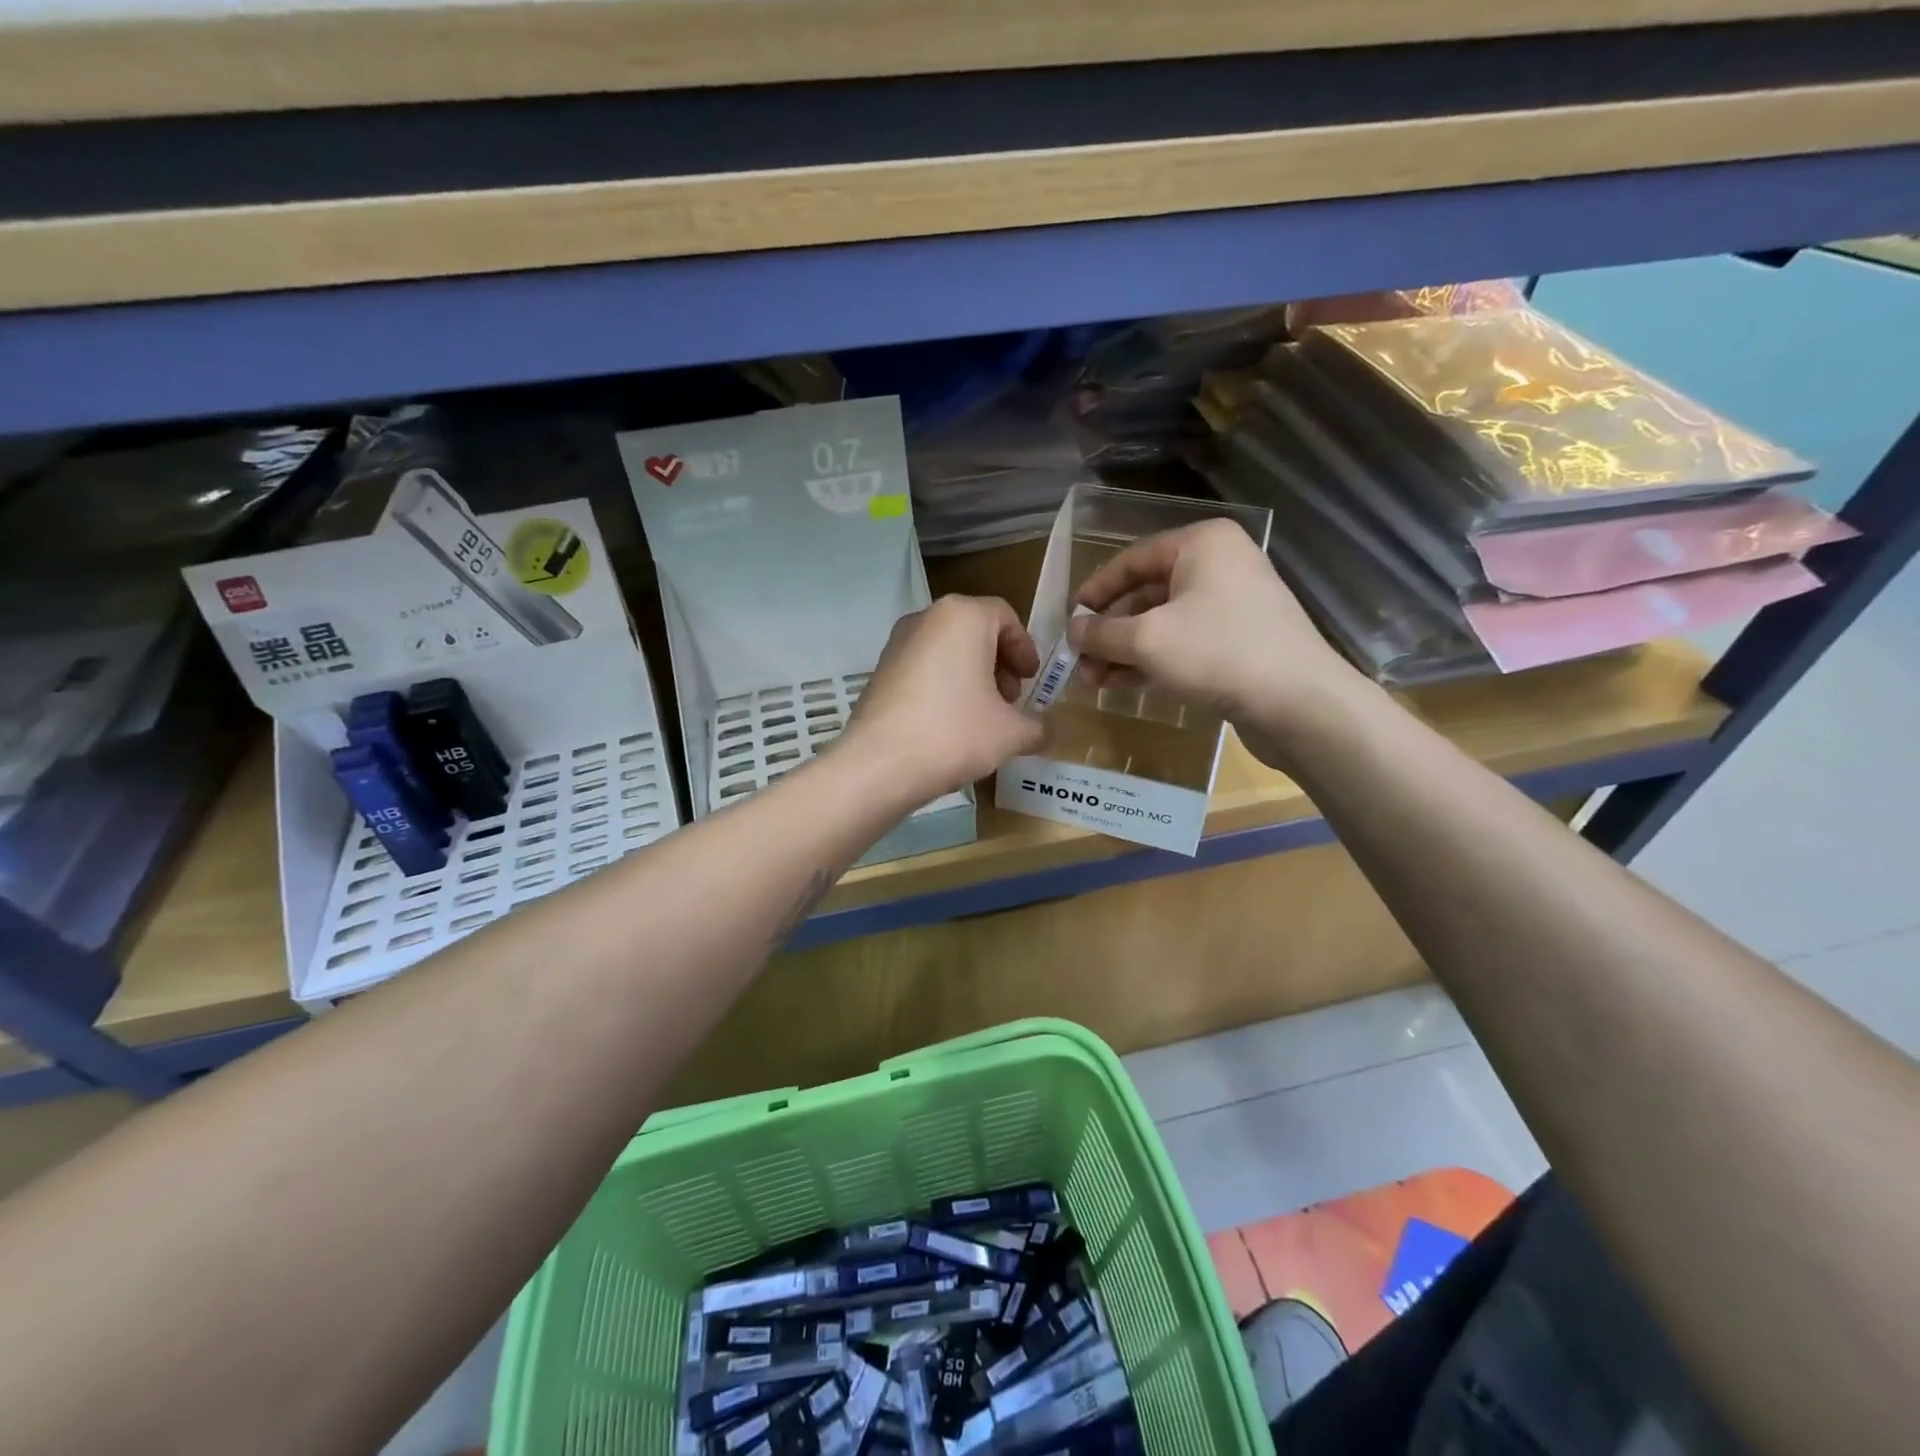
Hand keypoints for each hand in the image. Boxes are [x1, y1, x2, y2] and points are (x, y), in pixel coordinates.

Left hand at [842, 595, 1045, 802]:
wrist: (879, 765)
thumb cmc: (955, 734)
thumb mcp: (1011, 733)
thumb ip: (1039, 726)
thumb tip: (1047, 731)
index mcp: (963, 617)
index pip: (1005, 616)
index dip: (1025, 648)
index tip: (1032, 680)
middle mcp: (927, 618)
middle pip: (975, 631)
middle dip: (999, 663)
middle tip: (1010, 699)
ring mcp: (897, 643)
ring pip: (947, 649)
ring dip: (972, 675)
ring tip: (982, 716)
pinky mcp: (879, 670)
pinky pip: (924, 668)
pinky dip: (943, 685)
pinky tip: (949, 724)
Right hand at [1069, 519, 1362, 759]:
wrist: (1297, 702)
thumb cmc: (1217, 652)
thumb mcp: (1146, 640)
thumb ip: (1101, 633)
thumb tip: (1072, 631)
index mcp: (1201, 545)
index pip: (1132, 559)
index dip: (1095, 591)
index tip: (1069, 621)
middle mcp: (1219, 565)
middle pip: (1146, 593)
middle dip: (1109, 631)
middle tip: (1078, 662)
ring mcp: (1232, 604)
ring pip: (1163, 623)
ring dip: (1125, 651)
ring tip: (1093, 681)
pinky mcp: (1239, 640)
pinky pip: (1184, 642)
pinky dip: (1152, 660)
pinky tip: (1122, 684)